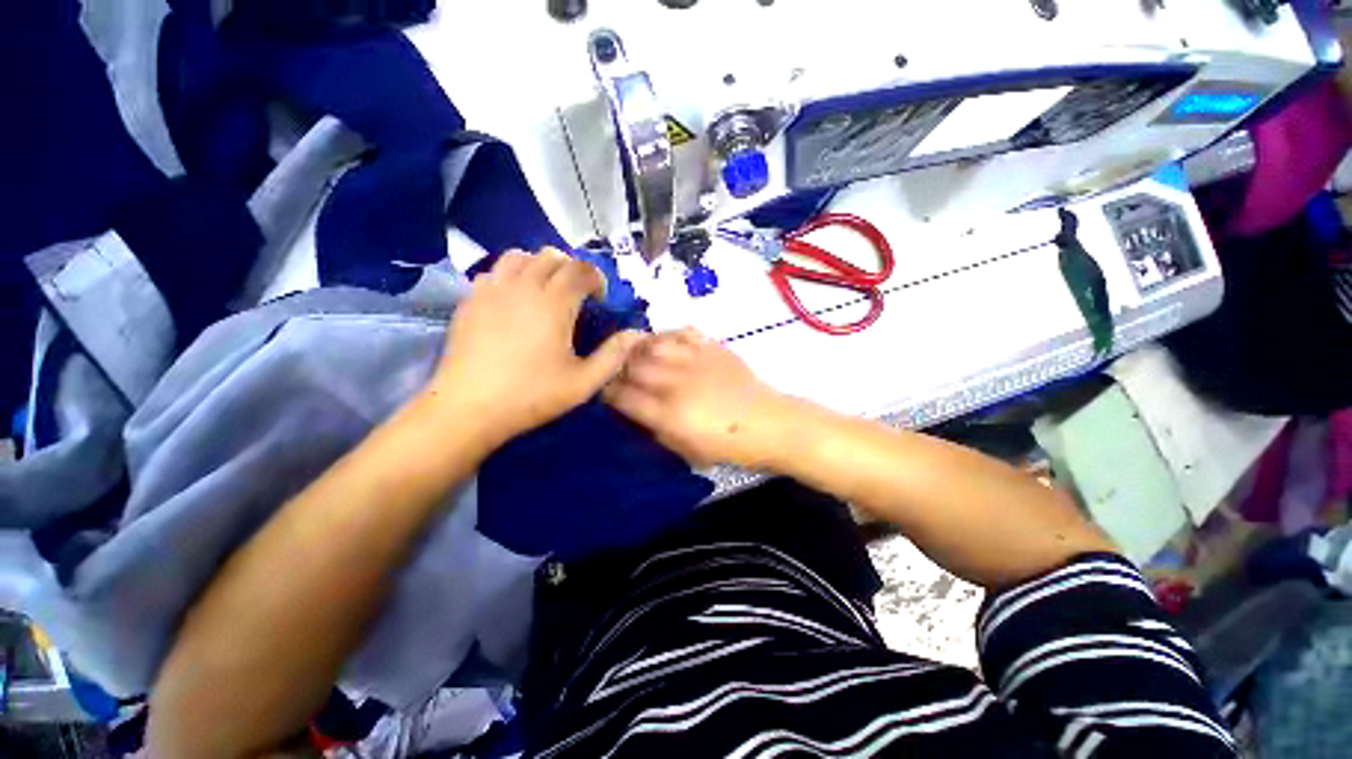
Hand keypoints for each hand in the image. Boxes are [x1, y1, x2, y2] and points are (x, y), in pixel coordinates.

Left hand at [429, 249, 642, 445]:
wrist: (468, 408)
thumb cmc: (532, 395)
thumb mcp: (583, 382)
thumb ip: (614, 355)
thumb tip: (638, 334)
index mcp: (554, 303)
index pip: (580, 269)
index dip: (596, 278)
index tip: (600, 300)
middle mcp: (523, 286)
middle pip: (551, 256)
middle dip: (571, 269)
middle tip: (577, 296)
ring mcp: (492, 290)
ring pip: (519, 256)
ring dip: (540, 266)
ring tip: (546, 291)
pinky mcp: (470, 300)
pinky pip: (495, 271)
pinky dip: (512, 276)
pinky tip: (515, 301)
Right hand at [604, 328, 792, 467]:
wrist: (768, 423)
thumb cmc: (728, 445)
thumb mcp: (686, 450)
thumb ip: (657, 430)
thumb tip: (637, 412)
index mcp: (669, 415)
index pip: (624, 397)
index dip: (608, 393)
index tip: (605, 392)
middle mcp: (676, 384)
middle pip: (634, 367)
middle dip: (618, 369)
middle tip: (618, 373)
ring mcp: (694, 361)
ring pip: (653, 345)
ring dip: (638, 349)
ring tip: (636, 355)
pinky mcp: (710, 348)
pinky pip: (681, 332)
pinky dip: (666, 335)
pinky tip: (664, 344)